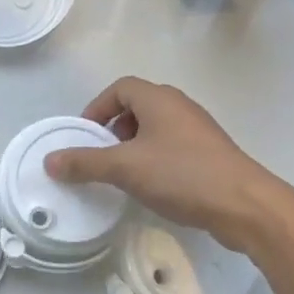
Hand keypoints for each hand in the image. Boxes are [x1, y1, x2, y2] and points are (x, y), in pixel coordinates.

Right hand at [43, 77, 281, 251]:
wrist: (245, 205)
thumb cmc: (181, 175)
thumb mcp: (124, 168)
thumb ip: (84, 163)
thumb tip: (49, 161)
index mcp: (159, 100)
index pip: (120, 88)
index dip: (97, 108)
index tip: (85, 136)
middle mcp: (180, 107)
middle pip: (138, 106)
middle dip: (113, 129)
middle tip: (101, 155)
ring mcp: (198, 131)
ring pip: (155, 129)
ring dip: (133, 146)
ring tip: (123, 173)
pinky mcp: (209, 155)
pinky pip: (171, 148)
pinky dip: (154, 160)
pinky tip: (151, 186)